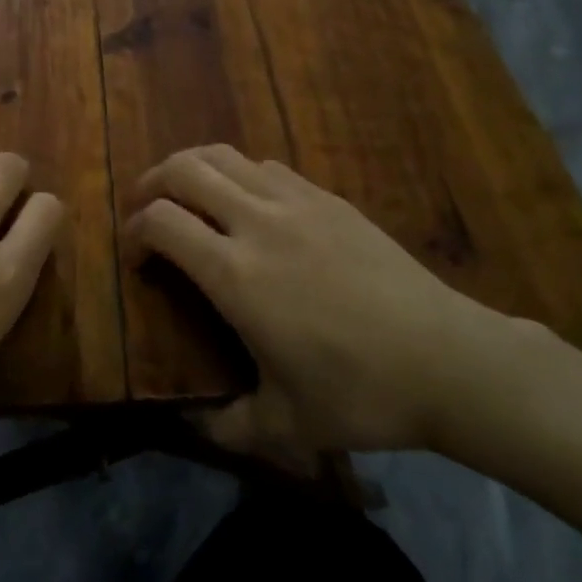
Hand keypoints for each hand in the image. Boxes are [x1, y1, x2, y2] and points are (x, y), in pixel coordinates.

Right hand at [130, 145, 518, 458]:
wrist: (446, 357)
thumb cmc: (361, 392)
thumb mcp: (289, 425)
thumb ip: (230, 425)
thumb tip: (195, 424)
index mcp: (235, 274)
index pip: (162, 222)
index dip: (136, 231)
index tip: (135, 256)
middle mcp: (257, 222)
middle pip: (186, 169)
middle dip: (153, 181)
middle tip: (146, 205)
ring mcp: (296, 201)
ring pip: (226, 156)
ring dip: (194, 166)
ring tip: (188, 192)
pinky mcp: (328, 196)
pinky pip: (267, 166)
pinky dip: (240, 172)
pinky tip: (249, 201)